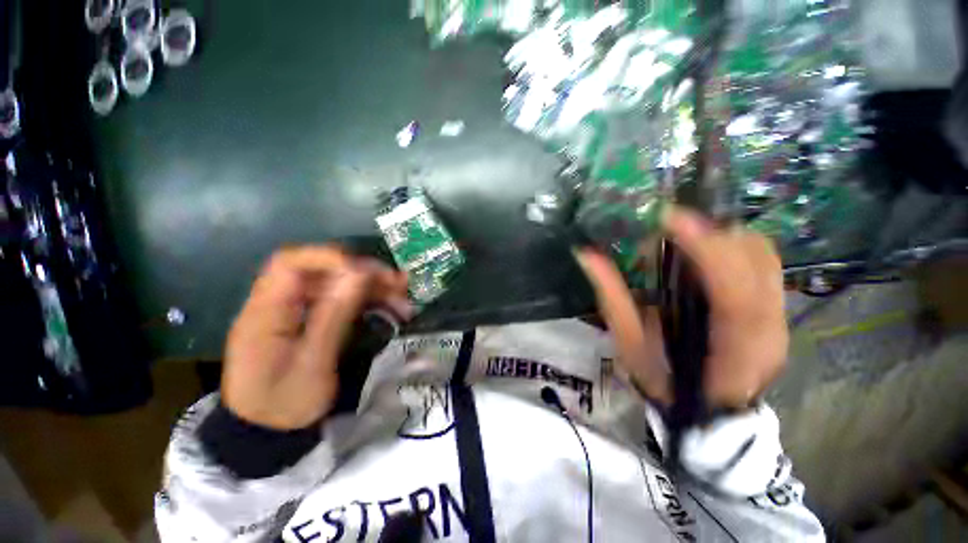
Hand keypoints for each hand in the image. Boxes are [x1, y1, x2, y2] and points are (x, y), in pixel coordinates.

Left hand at [222, 246, 410, 429]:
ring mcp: (297, 312)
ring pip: (337, 285)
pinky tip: (391, 307)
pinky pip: (341, 301)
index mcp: (267, 311)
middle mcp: (280, 303)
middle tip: (397, 284)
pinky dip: (367, 301)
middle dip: (363, 273)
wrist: (268, 434)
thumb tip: (358, 273)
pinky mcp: (311, 320)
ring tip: (402, 297)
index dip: (330, 258)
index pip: (291, 262)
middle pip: (322, 271)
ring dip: (371, 287)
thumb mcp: (312, 363)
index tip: (367, 272)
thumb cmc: (285, 405)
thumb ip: (334, 315)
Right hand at [574, 205, 787, 408]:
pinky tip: (700, 246)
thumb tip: (587, 255)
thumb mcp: (630, 346)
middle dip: (711, 231)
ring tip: (681, 231)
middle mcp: (770, 327)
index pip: (734, 293)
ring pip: (763, 253)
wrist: (709, 410)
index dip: (706, 249)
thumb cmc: (664, 382)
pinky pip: (762, 259)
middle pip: (757, 260)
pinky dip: (730, 242)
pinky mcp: (777, 305)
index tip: (670, 218)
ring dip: (720, 233)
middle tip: (666, 223)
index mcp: (735, 349)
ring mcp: (780, 314)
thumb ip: (612, 299)